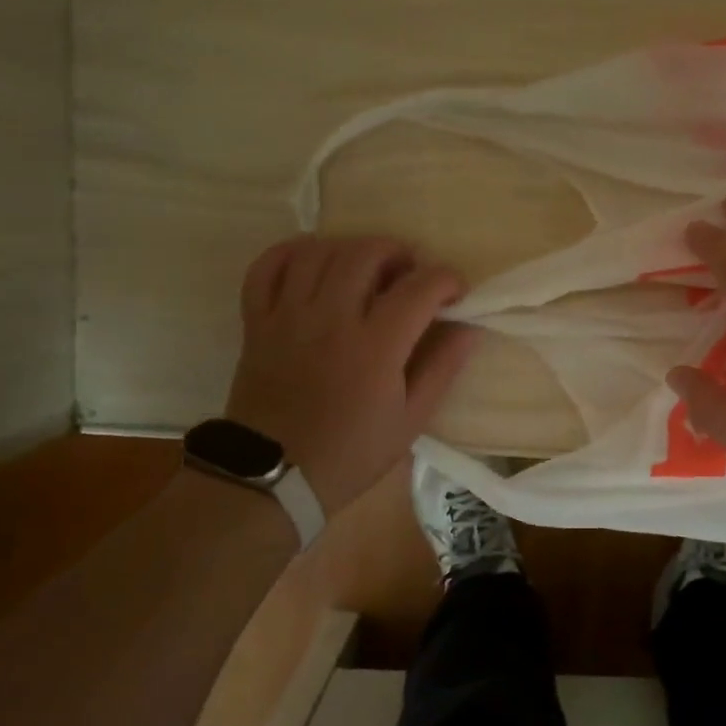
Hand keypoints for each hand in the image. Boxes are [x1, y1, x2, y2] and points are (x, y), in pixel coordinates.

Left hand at [226, 236, 475, 515]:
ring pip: (320, 252)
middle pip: (366, 254)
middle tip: (411, 273)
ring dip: (351, 248)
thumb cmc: (351, 453)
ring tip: (367, 267)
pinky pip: (266, 268)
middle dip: (399, 252)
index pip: (419, 287)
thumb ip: (442, 368)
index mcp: (375, 346)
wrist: (274, 478)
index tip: (455, 293)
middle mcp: (331, 319)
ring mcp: (288, 317)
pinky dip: (291, 253)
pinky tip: (314, 260)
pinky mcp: (257, 323)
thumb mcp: (411, 420)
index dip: (446, 279)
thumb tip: (469, 329)